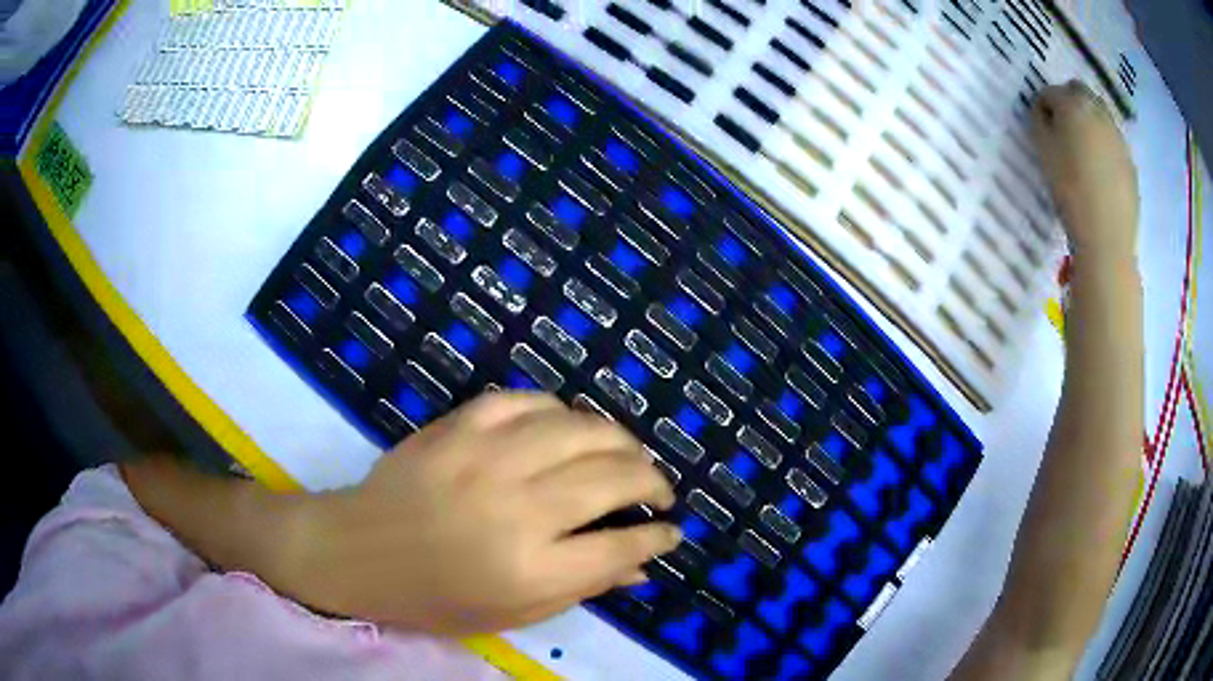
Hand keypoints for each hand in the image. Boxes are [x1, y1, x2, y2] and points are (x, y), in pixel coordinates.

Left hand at [283, 392, 679, 635]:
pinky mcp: (459, 426)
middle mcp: (516, 509)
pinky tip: (566, 429)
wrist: (356, 551)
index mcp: (529, 570)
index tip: (671, 531)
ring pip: (580, 428)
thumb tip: (642, 566)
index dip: (657, 537)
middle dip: (652, 481)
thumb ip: (582, 587)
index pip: (620, 545)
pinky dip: (559, 412)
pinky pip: (527, 401)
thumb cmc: (432, 598)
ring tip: (626, 455)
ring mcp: (485, 457)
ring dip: (618, 440)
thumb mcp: (511, 614)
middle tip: (658, 491)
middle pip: (612, 477)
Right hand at [1031, 81, 1137, 265]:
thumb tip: (1044, 112)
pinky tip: (1100, 174)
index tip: (1042, 130)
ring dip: (1089, 124)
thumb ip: (1039, 122)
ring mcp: (1118, 136)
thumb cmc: (1070, 191)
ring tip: (1084, 154)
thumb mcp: (1043, 152)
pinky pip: (1113, 141)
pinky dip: (1105, 147)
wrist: (1107, 238)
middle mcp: (1098, 110)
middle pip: (1079, 91)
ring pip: (1099, 114)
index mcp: (1073, 103)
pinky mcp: (1129, 161)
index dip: (1042, 109)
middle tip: (1063, 133)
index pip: (1049, 92)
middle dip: (1069, 104)